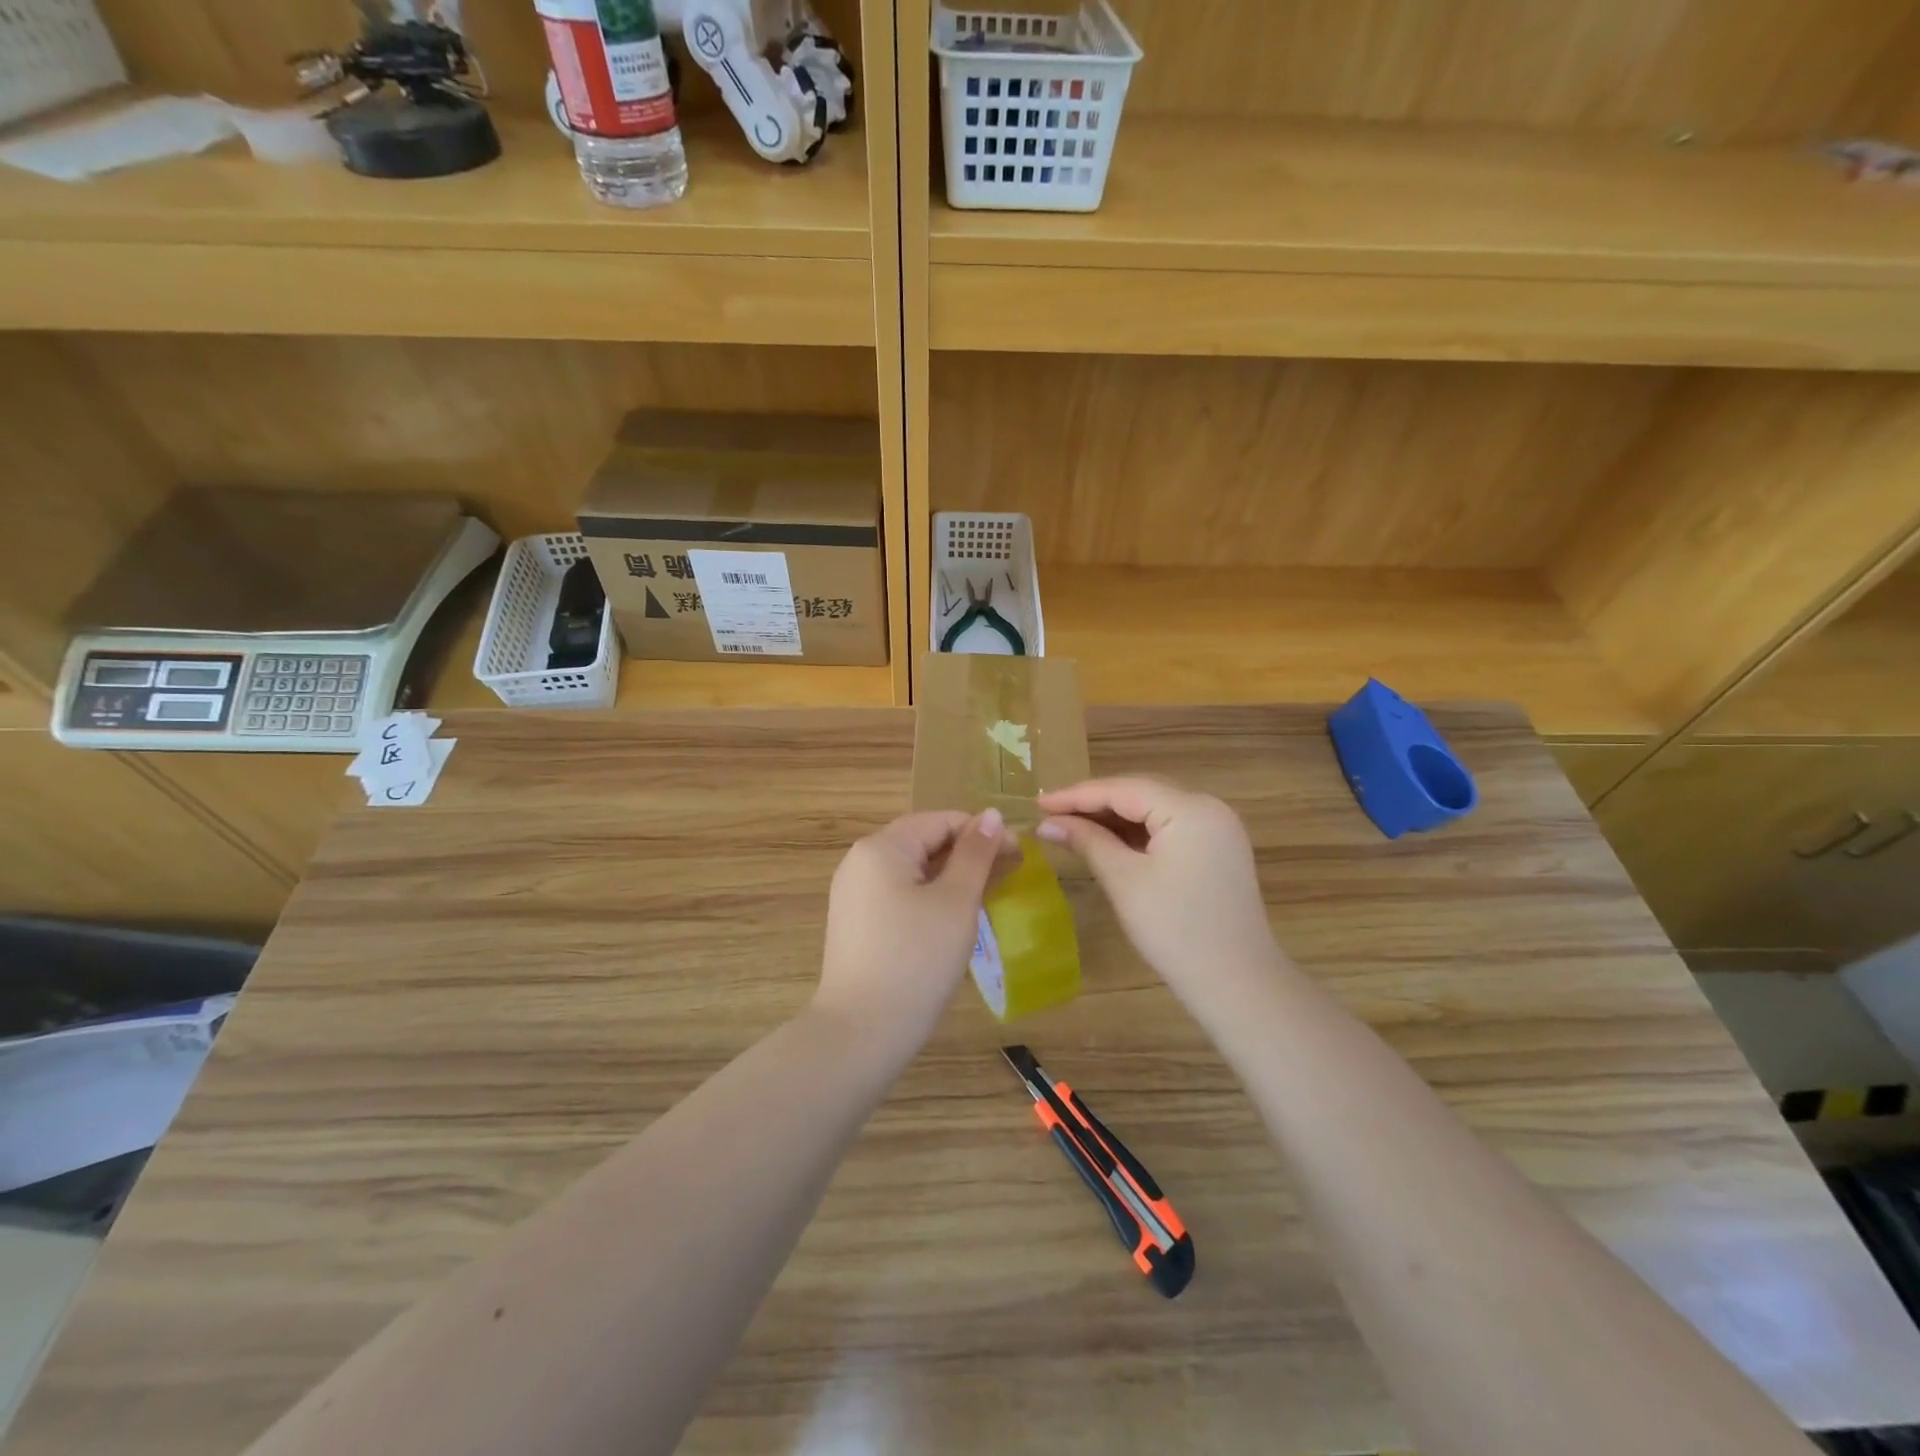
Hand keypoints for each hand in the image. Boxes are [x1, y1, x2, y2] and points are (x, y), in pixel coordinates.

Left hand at [813, 808, 1017, 1056]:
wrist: (861, 1031)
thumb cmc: (916, 959)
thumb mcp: (956, 902)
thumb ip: (976, 854)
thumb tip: (992, 815)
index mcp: (881, 847)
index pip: (940, 821)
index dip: (983, 833)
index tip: (1020, 854)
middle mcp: (860, 861)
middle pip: (924, 842)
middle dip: (968, 855)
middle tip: (1010, 875)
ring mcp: (853, 893)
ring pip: (912, 870)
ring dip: (951, 877)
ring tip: (987, 896)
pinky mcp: (855, 922)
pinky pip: (898, 894)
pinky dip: (929, 897)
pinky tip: (953, 919)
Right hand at [1037, 777, 1280, 999]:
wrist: (1236, 982)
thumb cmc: (1175, 930)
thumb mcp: (1125, 881)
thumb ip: (1087, 842)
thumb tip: (1047, 823)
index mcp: (1191, 809)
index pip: (1124, 789)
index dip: (1077, 795)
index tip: (1038, 803)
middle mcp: (1209, 807)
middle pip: (1141, 792)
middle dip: (1094, 803)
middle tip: (1050, 814)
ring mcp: (1217, 828)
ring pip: (1154, 809)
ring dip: (1114, 817)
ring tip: (1070, 825)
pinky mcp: (1217, 848)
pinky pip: (1169, 827)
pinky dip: (1137, 832)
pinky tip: (1107, 840)